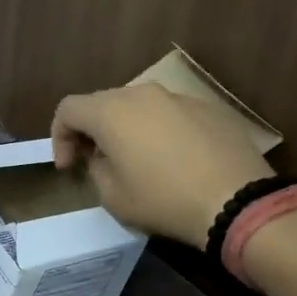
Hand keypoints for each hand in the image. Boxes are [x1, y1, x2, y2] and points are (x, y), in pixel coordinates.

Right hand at [51, 84, 272, 248]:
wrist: (238, 201)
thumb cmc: (164, 200)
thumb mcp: (113, 197)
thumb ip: (97, 169)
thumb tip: (105, 157)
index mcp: (111, 111)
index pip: (68, 109)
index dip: (59, 136)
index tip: (68, 166)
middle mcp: (142, 94)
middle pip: (102, 102)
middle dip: (91, 130)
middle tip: (94, 161)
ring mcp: (179, 97)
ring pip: (138, 106)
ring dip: (126, 128)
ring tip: (135, 159)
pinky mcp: (209, 108)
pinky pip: (170, 114)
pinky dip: (159, 131)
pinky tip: (173, 160)